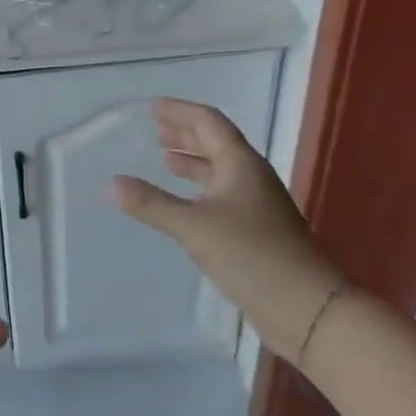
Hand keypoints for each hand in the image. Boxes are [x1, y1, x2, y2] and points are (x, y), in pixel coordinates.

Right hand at [110, 99, 347, 364]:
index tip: (152, 108)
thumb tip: (111, 183)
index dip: (180, 112)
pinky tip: (184, 203)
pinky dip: (198, 189)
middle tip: (155, 129)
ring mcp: (256, 205)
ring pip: (219, 171)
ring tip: (164, 159)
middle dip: (185, 134)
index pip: (208, 123)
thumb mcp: (194, 227)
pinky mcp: (255, 230)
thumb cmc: (251, 255)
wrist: (305, 306)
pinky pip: (221, 196)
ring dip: (192, 162)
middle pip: (216, 144)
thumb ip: (151, 204)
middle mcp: (250, 177)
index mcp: (241, 164)